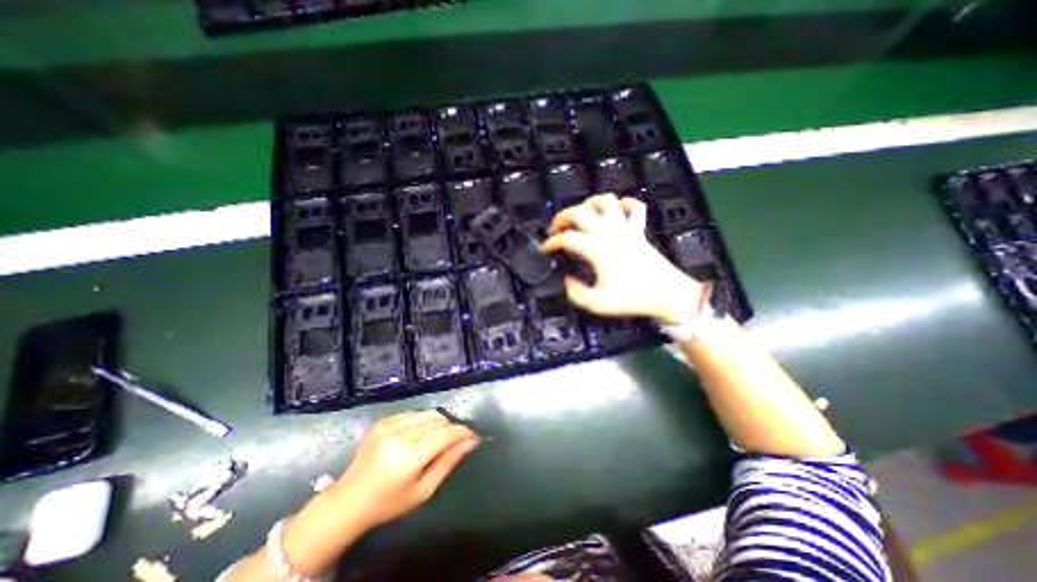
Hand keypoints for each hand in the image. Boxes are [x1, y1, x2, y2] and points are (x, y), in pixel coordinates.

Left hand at [327, 409, 480, 530]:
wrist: (349, 500)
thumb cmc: (389, 503)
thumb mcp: (424, 490)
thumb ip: (449, 463)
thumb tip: (471, 442)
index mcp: (407, 458)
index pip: (445, 434)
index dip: (463, 432)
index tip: (474, 436)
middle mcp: (398, 436)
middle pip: (438, 420)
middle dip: (452, 428)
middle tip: (456, 441)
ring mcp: (388, 425)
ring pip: (428, 413)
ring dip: (439, 423)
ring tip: (438, 438)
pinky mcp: (383, 421)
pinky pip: (414, 413)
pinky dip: (424, 421)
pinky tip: (420, 435)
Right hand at [543, 194, 704, 324]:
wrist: (667, 294)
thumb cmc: (632, 298)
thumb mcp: (597, 303)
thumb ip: (576, 293)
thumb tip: (567, 281)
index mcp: (597, 249)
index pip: (567, 239)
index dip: (552, 242)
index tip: (545, 249)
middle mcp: (609, 232)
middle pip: (580, 212)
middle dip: (562, 217)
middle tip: (556, 229)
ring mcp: (625, 228)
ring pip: (606, 201)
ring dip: (589, 204)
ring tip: (582, 216)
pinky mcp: (639, 230)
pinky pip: (635, 206)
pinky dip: (624, 204)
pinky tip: (615, 212)